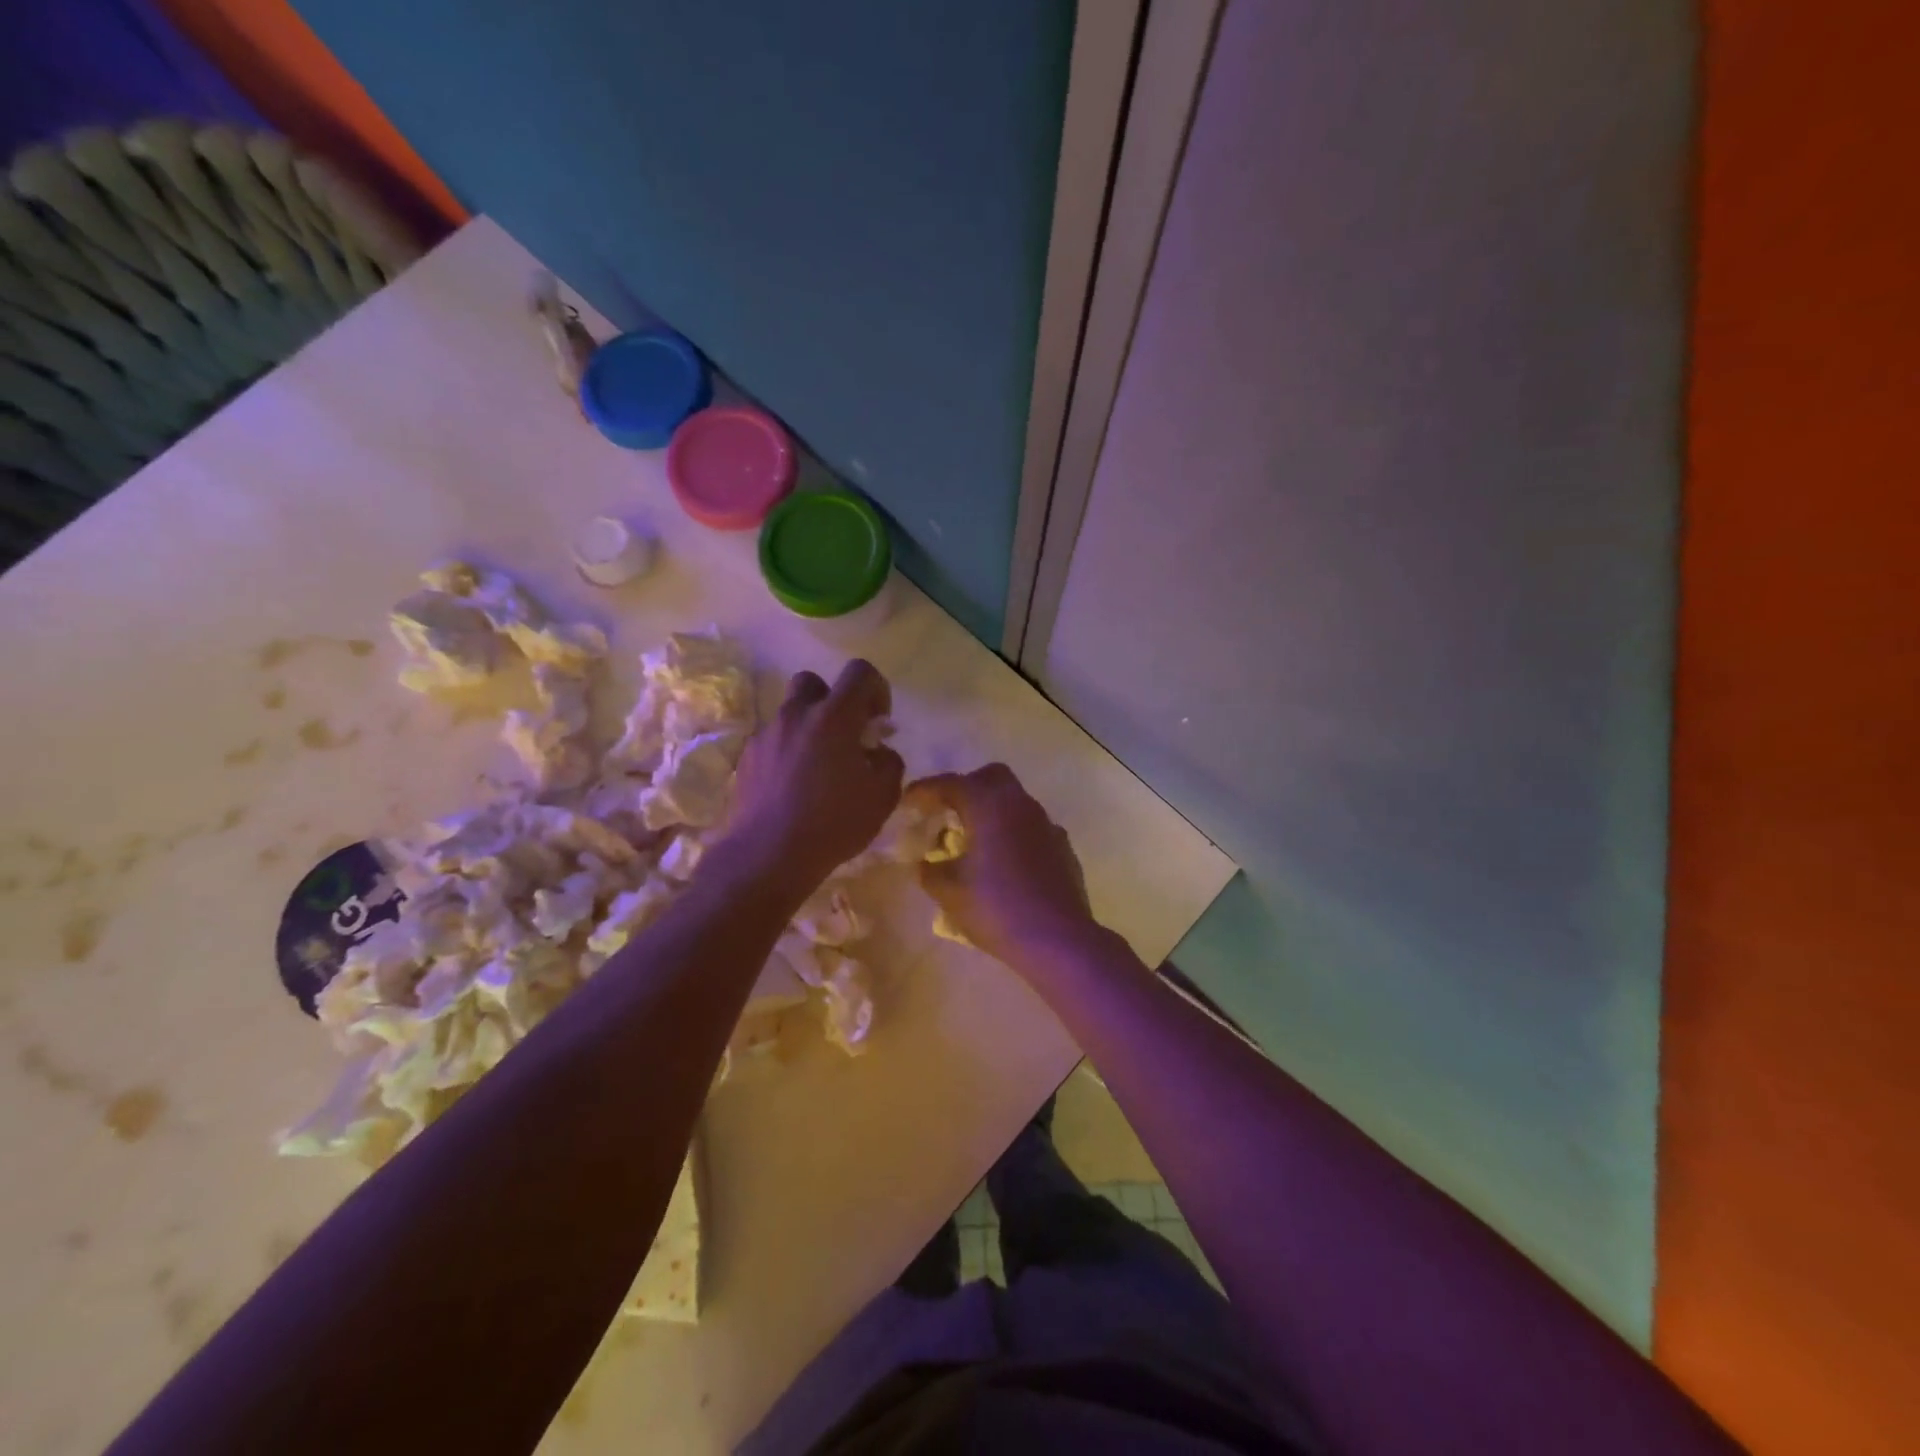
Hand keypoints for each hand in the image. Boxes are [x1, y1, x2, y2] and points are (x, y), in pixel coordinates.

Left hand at [720, 660, 904, 899]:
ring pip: (791, 714)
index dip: (876, 688)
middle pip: (814, 683)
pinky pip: (774, 741)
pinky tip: (795, 787)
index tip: (878, 720)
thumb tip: (878, 751)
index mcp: (834, 717)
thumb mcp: (883, 796)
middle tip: (845, 735)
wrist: (768, 856)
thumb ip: (889, 762)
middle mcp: (796, 715)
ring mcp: (767, 735)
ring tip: (819, 767)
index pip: (859, 672)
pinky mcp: (747, 758)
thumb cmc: (833, 823)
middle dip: (833, 700)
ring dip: (809, 728)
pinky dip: (788, 752)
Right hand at [907, 764, 1096, 969]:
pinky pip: (1031, 828)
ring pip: (1015, 802)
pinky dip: (1013, 835)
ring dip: (992, 813)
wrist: (1058, 940)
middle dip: (966, 789)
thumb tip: (926, 863)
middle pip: (990, 778)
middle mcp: (1020, 804)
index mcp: (988, 805)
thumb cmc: (996, 909)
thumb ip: (930, 871)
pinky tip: (1005, 864)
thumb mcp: (948, 892)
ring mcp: (1046, 824)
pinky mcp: (1062, 847)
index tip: (908, 802)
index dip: (924, 790)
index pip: (950, 784)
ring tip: (974, 843)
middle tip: (947, 815)